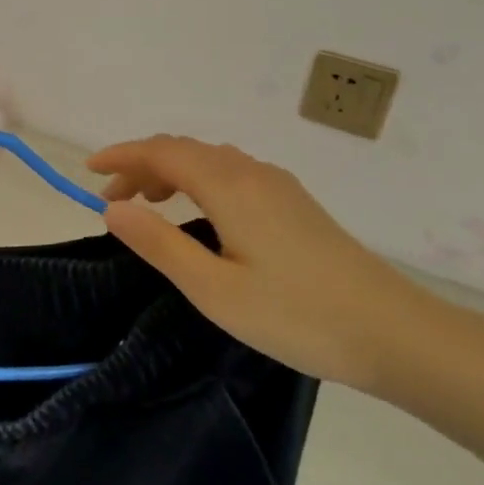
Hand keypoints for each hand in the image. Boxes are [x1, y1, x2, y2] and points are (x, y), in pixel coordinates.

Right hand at [88, 135, 440, 391]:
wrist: (395, 334)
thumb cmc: (296, 315)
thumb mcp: (213, 289)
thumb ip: (159, 243)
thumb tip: (113, 207)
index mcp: (230, 186)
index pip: (163, 152)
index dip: (122, 155)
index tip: (88, 170)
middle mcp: (253, 173)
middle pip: (186, 150)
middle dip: (142, 165)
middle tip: (113, 199)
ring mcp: (279, 186)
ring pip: (211, 160)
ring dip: (171, 172)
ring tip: (148, 205)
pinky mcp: (295, 204)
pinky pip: (232, 174)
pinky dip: (199, 181)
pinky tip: (199, 214)